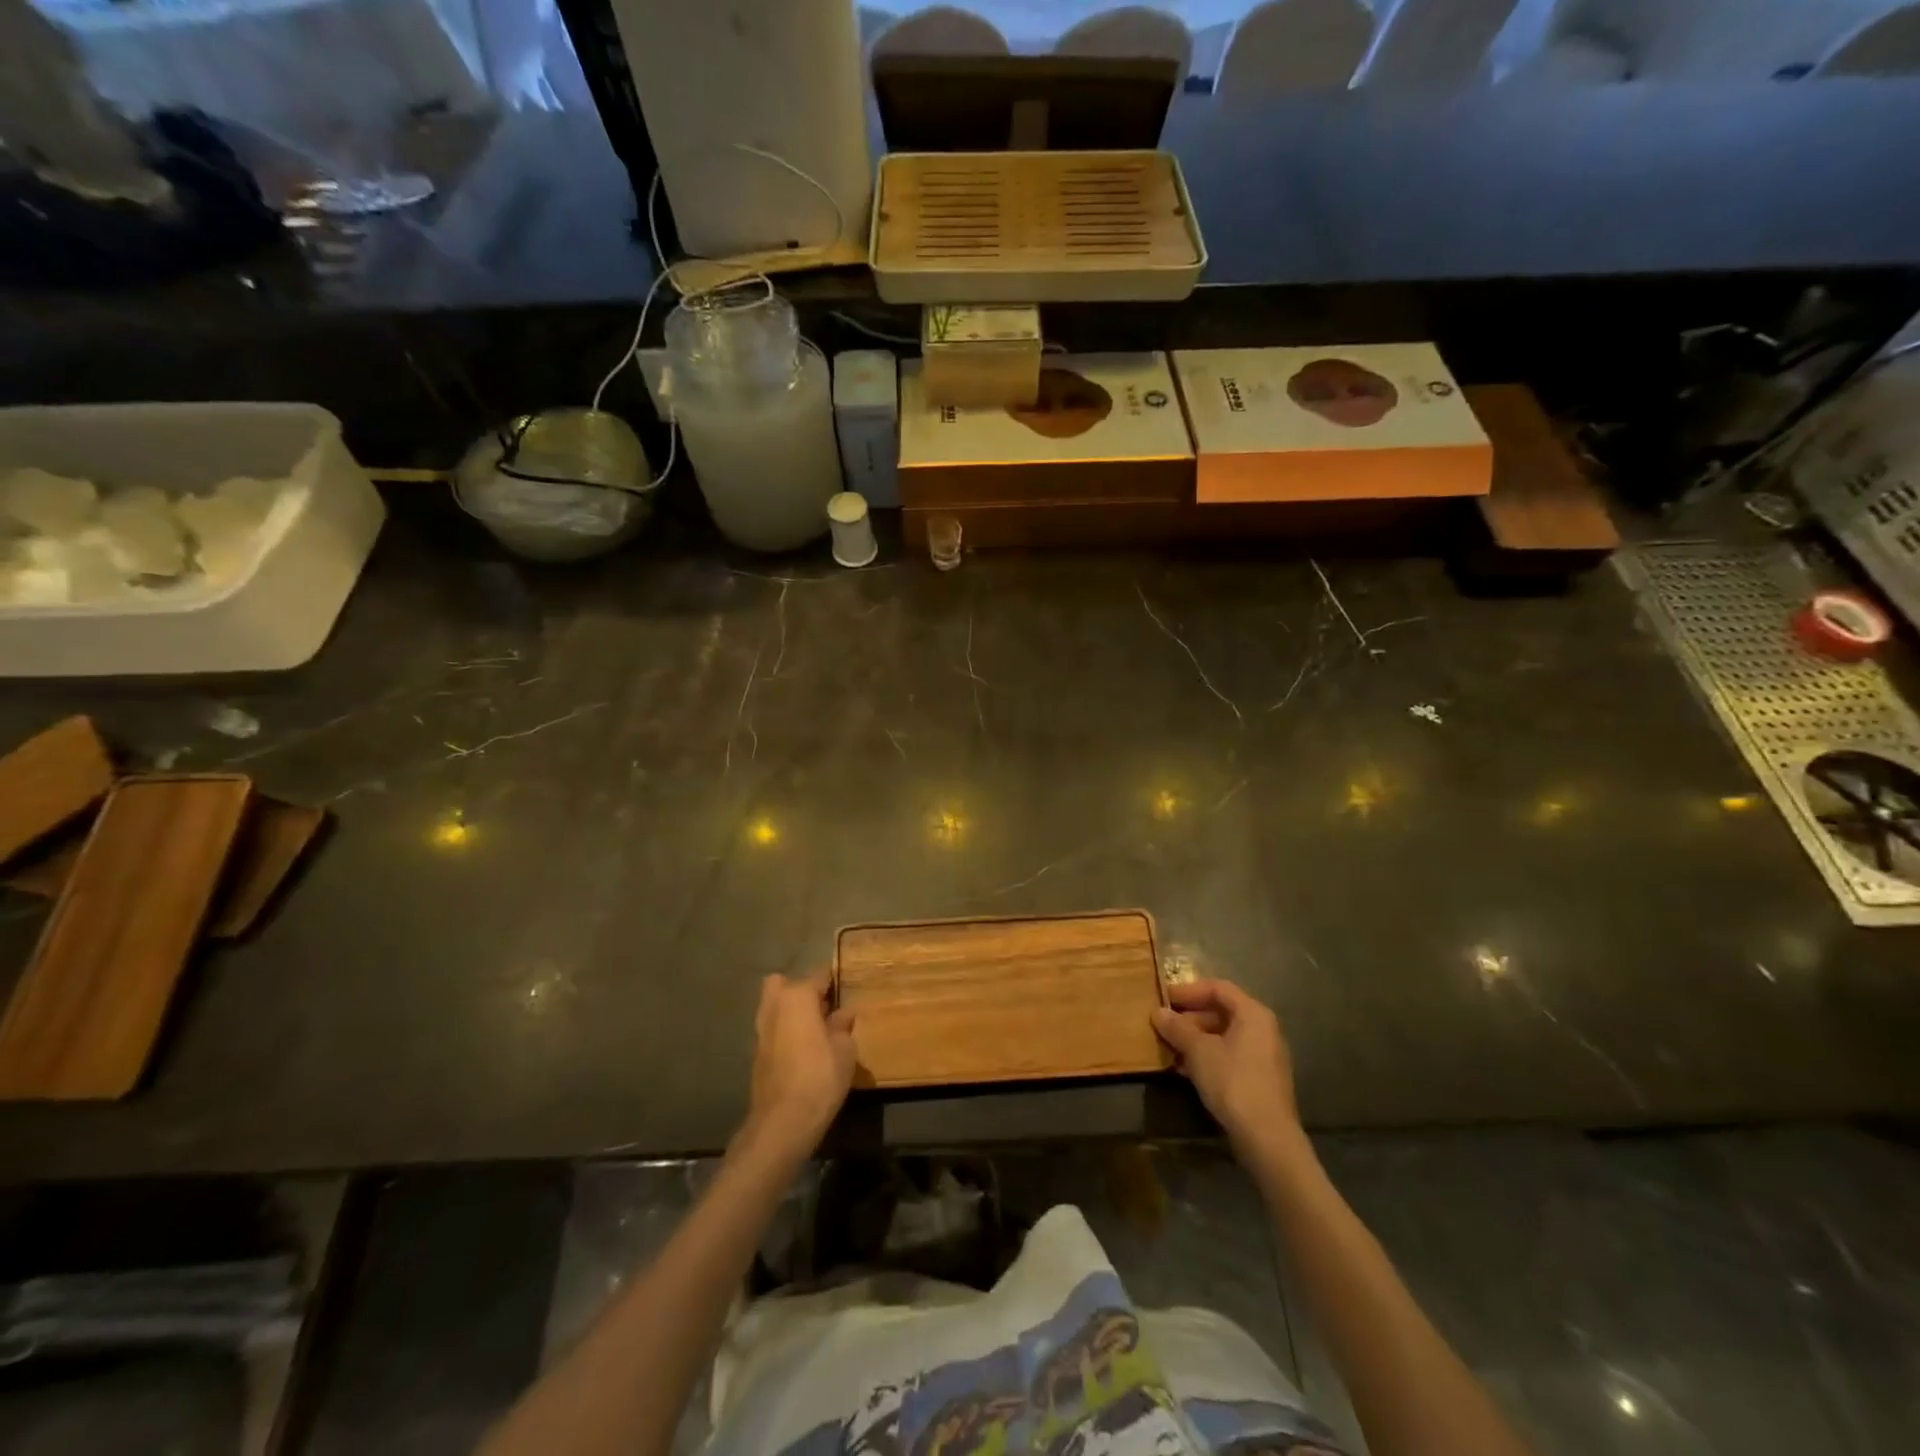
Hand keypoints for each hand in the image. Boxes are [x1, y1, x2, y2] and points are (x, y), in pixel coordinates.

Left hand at [743, 971, 856, 1156]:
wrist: (783, 1121)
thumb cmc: (820, 1077)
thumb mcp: (845, 1050)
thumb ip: (842, 1026)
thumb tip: (844, 1013)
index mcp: (797, 996)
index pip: (819, 975)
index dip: (834, 979)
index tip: (847, 986)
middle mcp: (774, 1006)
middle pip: (784, 984)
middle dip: (801, 990)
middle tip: (824, 1007)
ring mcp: (761, 1029)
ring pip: (774, 1006)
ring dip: (791, 1011)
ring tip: (816, 1029)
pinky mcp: (756, 1053)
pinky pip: (773, 1029)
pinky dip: (785, 1031)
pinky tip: (804, 1049)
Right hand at [1152, 979, 1298, 1150]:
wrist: (1267, 1137)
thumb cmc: (1232, 1081)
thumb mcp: (1198, 1051)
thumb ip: (1177, 1028)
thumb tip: (1158, 1012)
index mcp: (1253, 1013)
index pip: (1218, 988)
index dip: (1189, 990)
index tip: (1164, 997)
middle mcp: (1263, 1029)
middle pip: (1222, 1011)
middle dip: (1190, 1017)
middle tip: (1163, 1024)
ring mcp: (1264, 1055)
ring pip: (1224, 1035)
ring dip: (1195, 1039)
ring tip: (1169, 1048)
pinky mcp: (1261, 1079)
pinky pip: (1230, 1055)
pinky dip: (1208, 1056)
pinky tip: (1185, 1070)